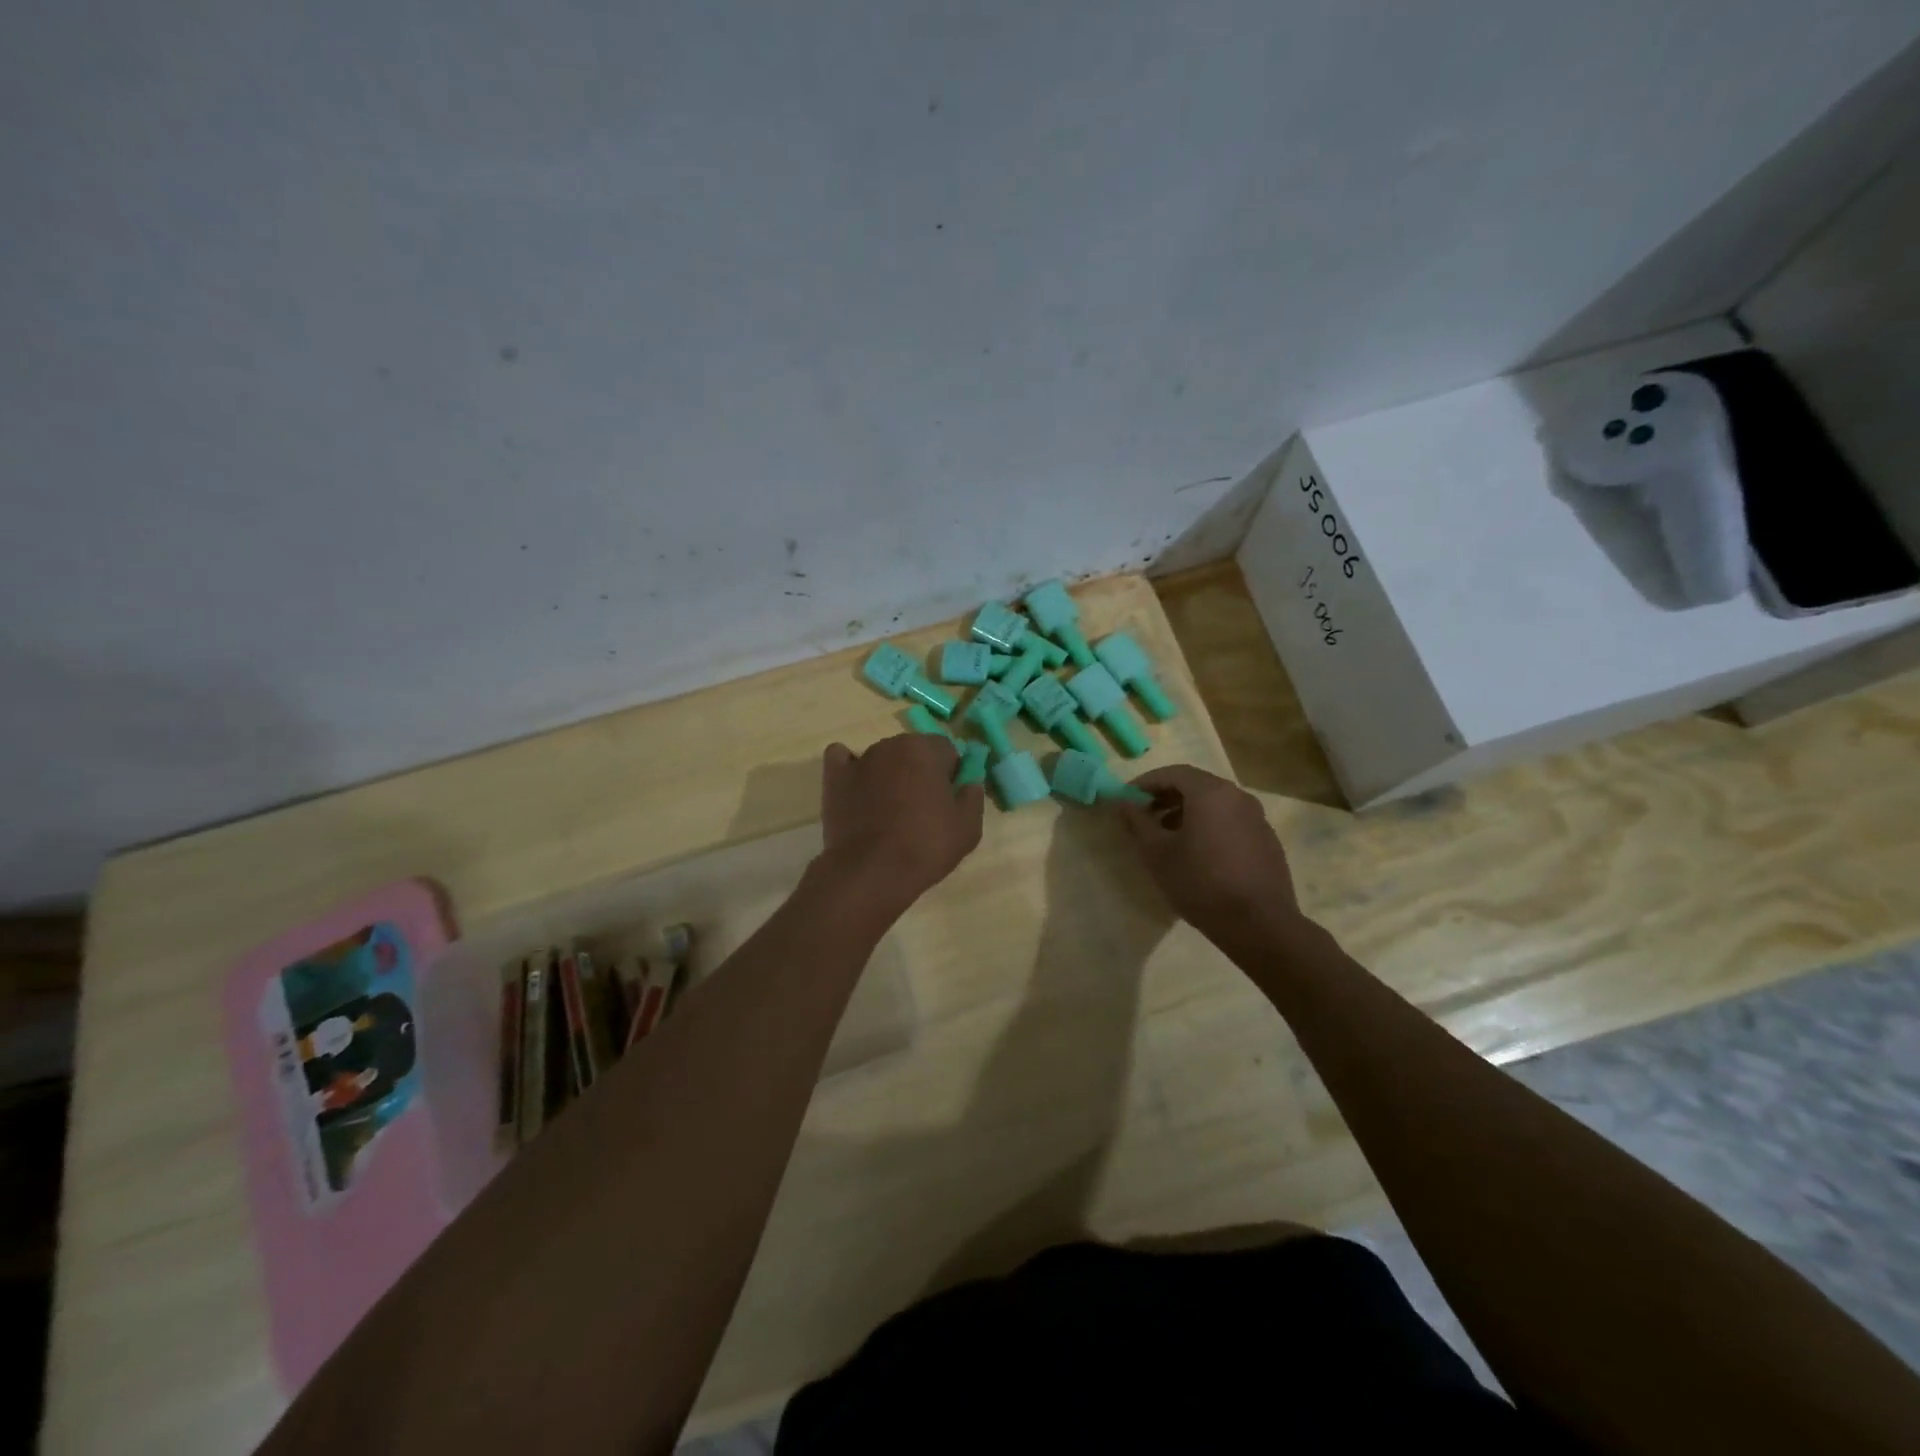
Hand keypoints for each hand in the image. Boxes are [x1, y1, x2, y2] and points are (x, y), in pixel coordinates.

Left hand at [817, 734, 984, 912]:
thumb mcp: (968, 828)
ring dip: (890, 774)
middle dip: (920, 771)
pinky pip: (842, 760)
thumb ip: (973, 797)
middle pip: (913, 751)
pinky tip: (857, 787)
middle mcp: (891, 745)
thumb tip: (969, 782)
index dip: (950, 775)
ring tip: (889, 811)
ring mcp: (860, 760)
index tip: (948, 801)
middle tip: (922, 808)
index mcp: (925, 749)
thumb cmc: (925, 846)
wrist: (872, 872)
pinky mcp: (834, 778)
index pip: (947, 750)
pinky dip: (850, 768)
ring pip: (883, 758)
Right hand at [1117, 765, 1303, 943]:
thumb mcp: (1157, 853)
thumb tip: (1123, 802)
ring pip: (1215, 804)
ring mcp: (1257, 818)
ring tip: (1167, 836)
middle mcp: (1238, 797)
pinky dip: (1209, 826)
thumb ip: (1137, 822)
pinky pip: (1231, 821)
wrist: (1259, 925)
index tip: (1127, 797)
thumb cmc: (1200, 883)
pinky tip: (1197, 853)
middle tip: (1144, 815)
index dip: (1146, 782)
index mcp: (1211, 793)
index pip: (1173, 773)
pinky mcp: (1266, 840)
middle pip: (1196, 785)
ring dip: (1187, 812)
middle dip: (1166, 796)